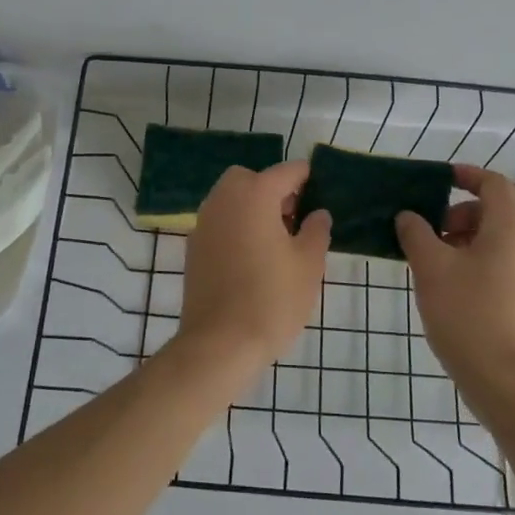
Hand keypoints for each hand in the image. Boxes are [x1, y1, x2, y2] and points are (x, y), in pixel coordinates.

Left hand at [176, 161, 331, 369]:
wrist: (220, 343)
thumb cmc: (272, 299)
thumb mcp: (308, 265)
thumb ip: (316, 231)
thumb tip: (318, 214)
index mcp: (255, 195)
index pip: (287, 171)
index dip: (307, 179)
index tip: (321, 195)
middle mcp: (224, 199)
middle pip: (250, 178)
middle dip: (273, 190)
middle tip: (294, 218)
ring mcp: (203, 222)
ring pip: (230, 199)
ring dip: (252, 207)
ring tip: (276, 241)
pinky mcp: (193, 247)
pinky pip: (219, 222)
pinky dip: (236, 227)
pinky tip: (252, 258)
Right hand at [396, 166, 514, 400]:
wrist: (505, 382)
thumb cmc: (468, 314)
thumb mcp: (431, 268)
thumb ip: (416, 234)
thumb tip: (408, 216)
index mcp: (509, 229)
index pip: (495, 184)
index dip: (467, 175)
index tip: (438, 179)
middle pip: (495, 210)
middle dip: (458, 211)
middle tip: (427, 228)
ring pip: (494, 238)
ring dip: (461, 236)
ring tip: (430, 258)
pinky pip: (497, 261)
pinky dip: (471, 258)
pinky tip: (444, 282)